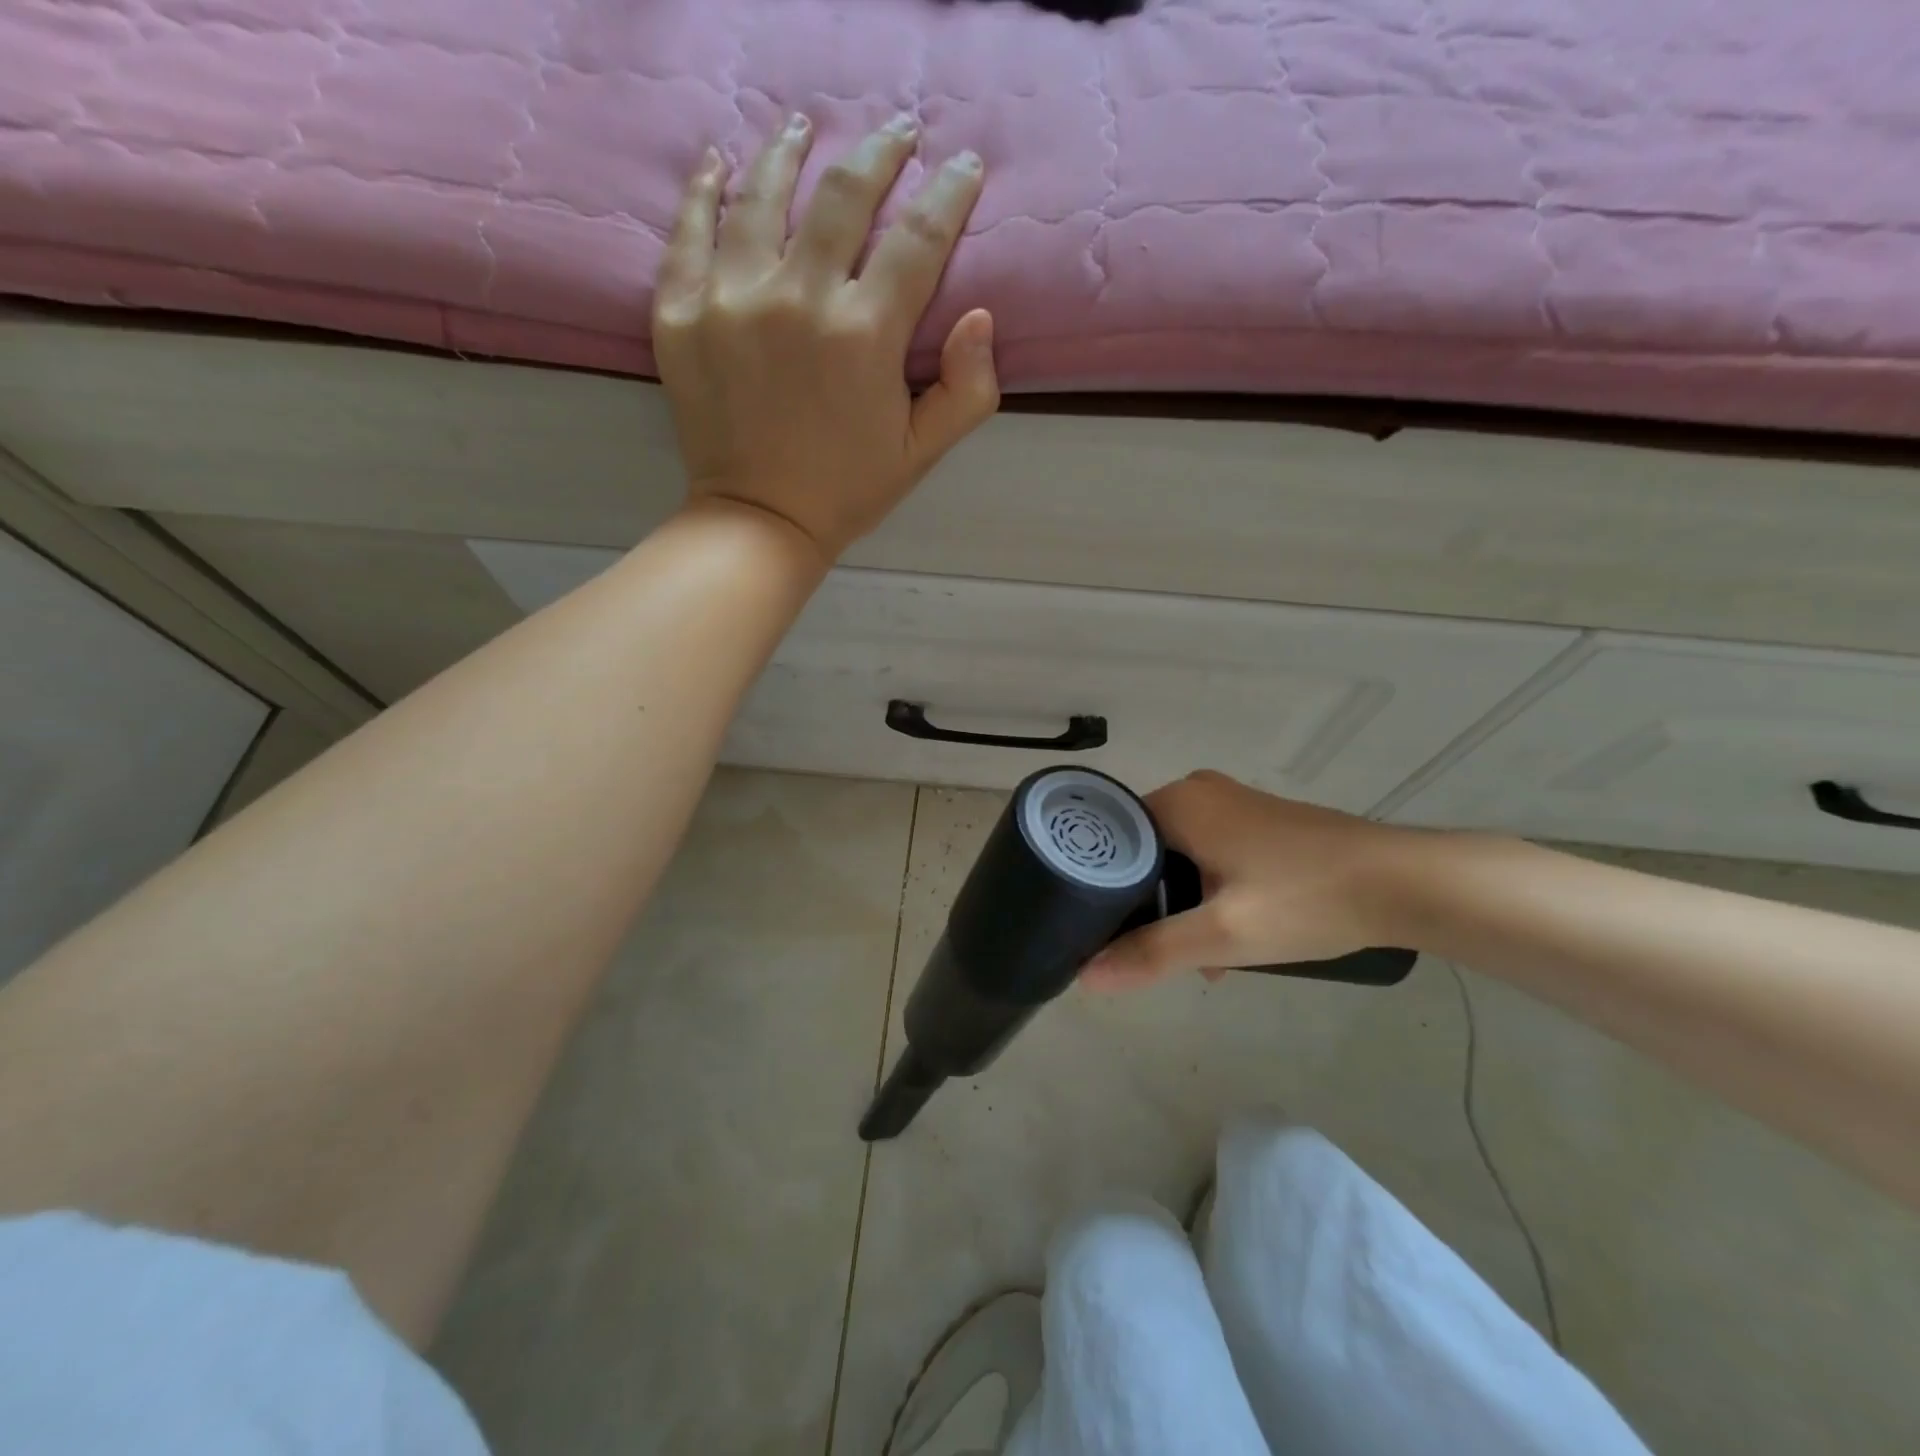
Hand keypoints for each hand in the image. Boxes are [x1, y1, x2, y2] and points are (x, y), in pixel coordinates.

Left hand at [653, 114, 999, 560]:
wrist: (760, 521)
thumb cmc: (849, 489)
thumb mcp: (923, 452)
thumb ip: (967, 389)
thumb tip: (980, 316)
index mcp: (865, 335)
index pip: (917, 238)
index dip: (948, 194)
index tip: (963, 167)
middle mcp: (797, 299)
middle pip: (842, 194)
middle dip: (879, 154)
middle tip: (896, 135)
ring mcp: (730, 299)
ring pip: (761, 194)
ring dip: (789, 151)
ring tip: (803, 129)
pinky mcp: (680, 312)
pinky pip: (689, 229)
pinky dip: (705, 189)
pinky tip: (720, 164)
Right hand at [1082, 771, 1424, 989]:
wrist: (1403, 884)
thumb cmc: (1305, 899)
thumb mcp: (1223, 934)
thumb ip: (1151, 953)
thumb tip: (1085, 977)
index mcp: (1177, 802)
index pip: (1110, 838)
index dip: (1098, 886)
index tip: (1096, 929)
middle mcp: (1197, 792)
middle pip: (1143, 851)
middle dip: (1146, 904)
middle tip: (1151, 952)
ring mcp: (1231, 805)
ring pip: (1178, 858)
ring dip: (1181, 906)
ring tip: (1196, 959)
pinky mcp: (1258, 823)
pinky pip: (1209, 856)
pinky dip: (1209, 894)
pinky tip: (1229, 941)